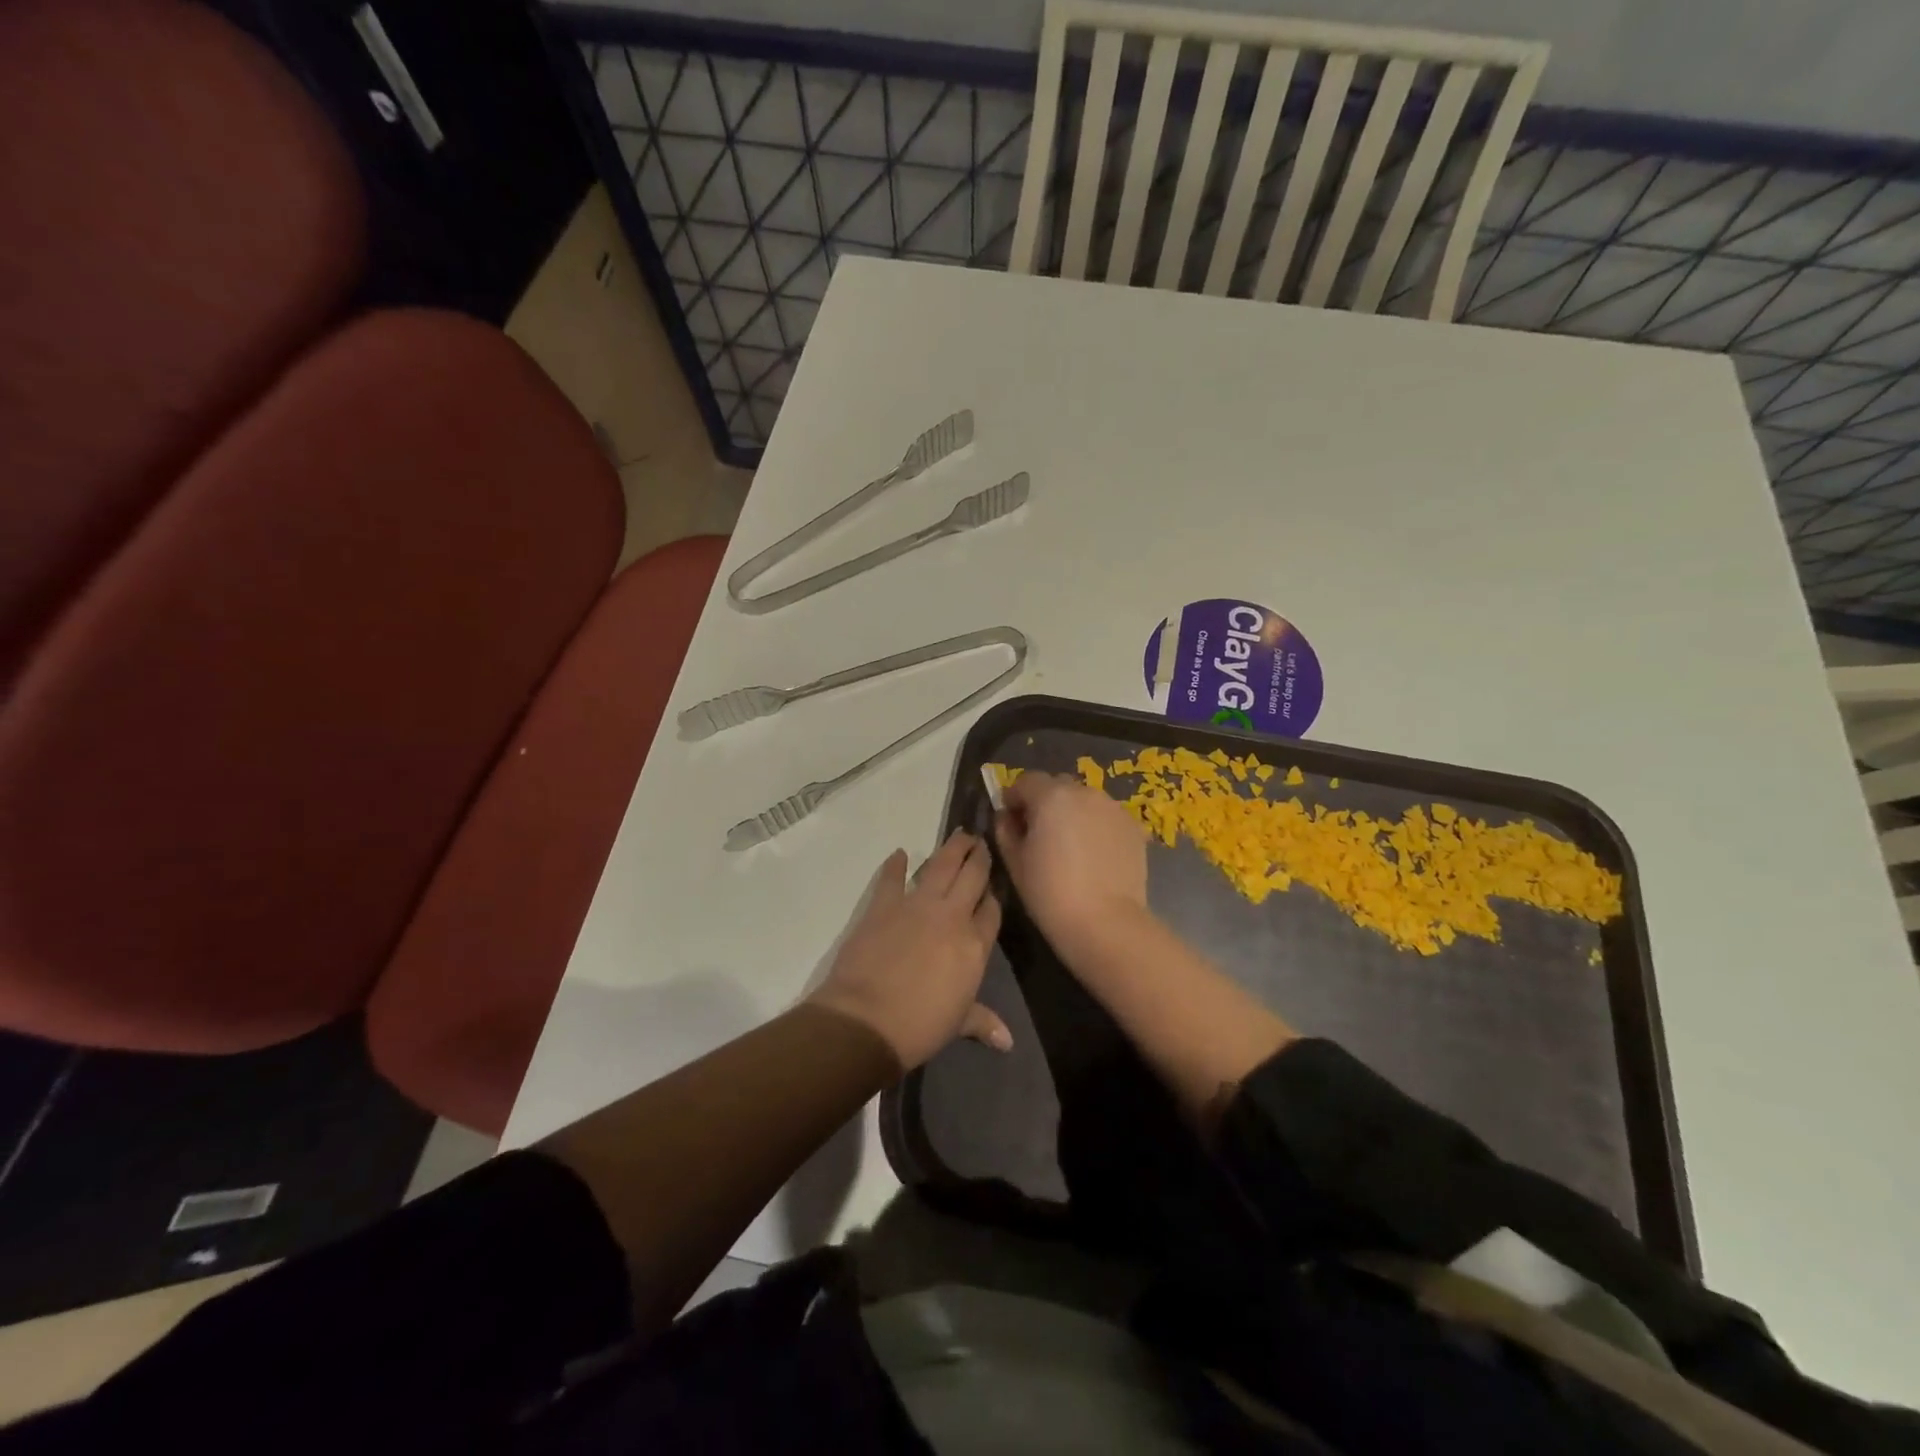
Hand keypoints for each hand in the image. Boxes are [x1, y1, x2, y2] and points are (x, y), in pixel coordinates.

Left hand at [808, 830, 1009, 1071]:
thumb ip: (983, 1022)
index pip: (992, 910)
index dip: (994, 896)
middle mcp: (952, 916)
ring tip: (960, 834)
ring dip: (952, 849)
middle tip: (982, 842)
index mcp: (975, 944)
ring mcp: (917, 905)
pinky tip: (899, 854)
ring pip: (941, 866)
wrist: (868, 1020)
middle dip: (980, 857)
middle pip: (973, 877)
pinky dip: (895, 864)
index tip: (994, 886)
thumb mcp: (958, 1023)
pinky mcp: (883, 904)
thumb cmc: (921, 1026)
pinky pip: (891, 878)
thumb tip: (1008, 1041)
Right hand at [994, 772, 1149, 956]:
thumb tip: (1007, 817)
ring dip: (1073, 813)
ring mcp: (1113, 808)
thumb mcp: (1015, 862)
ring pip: (1084, 801)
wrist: (1105, 922)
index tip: (1011, 821)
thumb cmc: (1050, 893)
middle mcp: (1084, 792)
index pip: (1025, 780)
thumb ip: (1005, 830)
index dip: (1014, 798)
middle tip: (1040, 835)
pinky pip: (1106, 817)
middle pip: (1057, 786)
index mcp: (1051, 796)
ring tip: (1070, 847)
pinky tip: (1094, 856)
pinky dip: (1096, 827)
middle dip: (1045, 803)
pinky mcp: (1133, 827)